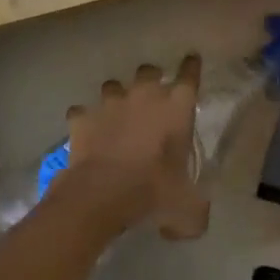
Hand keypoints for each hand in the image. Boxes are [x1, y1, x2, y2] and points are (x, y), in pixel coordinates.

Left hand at [59, 57, 209, 239]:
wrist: (102, 194)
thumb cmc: (154, 193)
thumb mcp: (189, 209)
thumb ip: (196, 207)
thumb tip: (194, 219)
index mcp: (176, 108)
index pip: (190, 76)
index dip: (191, 67)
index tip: (191, 60)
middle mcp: (144, 96)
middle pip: (149, 71)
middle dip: (151, 79)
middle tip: (151, 96)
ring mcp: (110, 103)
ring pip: (114, 86)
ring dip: (117, 98)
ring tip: (116, 115)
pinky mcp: (83, 117)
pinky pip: (83, 112)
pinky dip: (85, 120)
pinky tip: (87, 132)